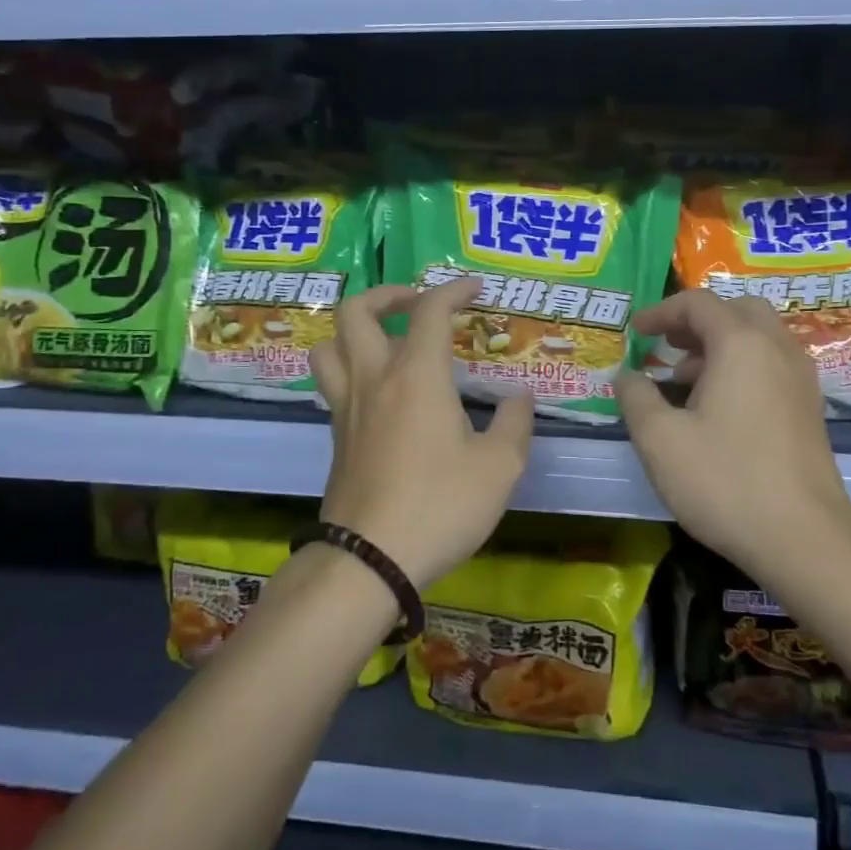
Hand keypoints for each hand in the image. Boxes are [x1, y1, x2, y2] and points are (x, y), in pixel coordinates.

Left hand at [309, 275, 532, 589]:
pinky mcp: (336, 437)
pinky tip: (382, 392)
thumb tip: (520, 397)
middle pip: (356, 311)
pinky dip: (351, 367)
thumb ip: (515, 424)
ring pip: (330, 344)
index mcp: (416, 375)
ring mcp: (347, 408)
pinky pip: (332, 382)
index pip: (429, 310)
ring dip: (356, 330)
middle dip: (388, 294)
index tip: (476, 289)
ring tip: (388, 341)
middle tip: (418, 305)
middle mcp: (374, 379)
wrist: (368, 560)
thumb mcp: (499, 468)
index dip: (454, 289)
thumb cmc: (440, 506)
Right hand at [616, 289, 850, 578]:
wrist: (804, 538)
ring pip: (759, 336)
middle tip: (668, 345)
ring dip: (720, 344)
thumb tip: (627, 375)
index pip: (698, 303)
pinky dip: (743, 365)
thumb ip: (636, 397)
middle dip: (697, 321)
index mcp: (741, 344)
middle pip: (737, 309)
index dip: (661, 311)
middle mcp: (777, 348)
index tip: (635, 332)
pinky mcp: (810, 407)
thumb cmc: (725, 481)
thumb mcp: (660, 440)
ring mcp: (801, 378)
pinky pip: (773, 363)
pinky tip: (719, 407)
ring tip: (685, 380)